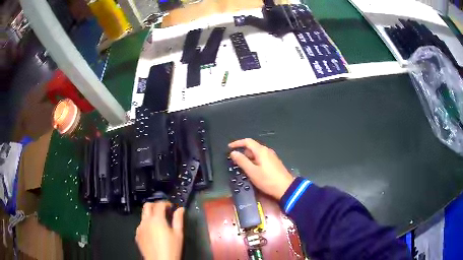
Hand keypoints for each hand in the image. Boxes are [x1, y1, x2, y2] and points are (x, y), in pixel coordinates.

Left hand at [136, 202, 184, 259]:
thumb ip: (178, 219)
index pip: (159, 204)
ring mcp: (140, 228)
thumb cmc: (171, 249)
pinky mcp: (137, 235)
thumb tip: (180, 209)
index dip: (165, 203)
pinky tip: (153, 233)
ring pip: (143, 216)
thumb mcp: (178, 234)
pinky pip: (141, 225)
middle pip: (147, 206)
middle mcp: (146, 221)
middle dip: (155, 205)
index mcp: (157, 220)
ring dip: (150, 215)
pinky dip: (147, 225)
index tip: (170, 206)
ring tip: (159, 223)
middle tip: (163, 210)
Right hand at [229, 138, 294, 199]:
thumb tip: (233, 153)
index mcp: (261, 151)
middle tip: (234, 160)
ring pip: (256, 154)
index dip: (237, 143)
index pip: (247, 141)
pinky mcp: (274, 163)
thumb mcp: (252, 172)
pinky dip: (254, 161)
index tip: (229, 148)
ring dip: (248, 158)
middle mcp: (267, 151)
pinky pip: (261, 158)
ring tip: (241, 167)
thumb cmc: (268, 180)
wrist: (286, 188)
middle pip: (252, 147)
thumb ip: (242, 161)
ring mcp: (271, 157)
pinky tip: (251, 170)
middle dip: (242, 152)